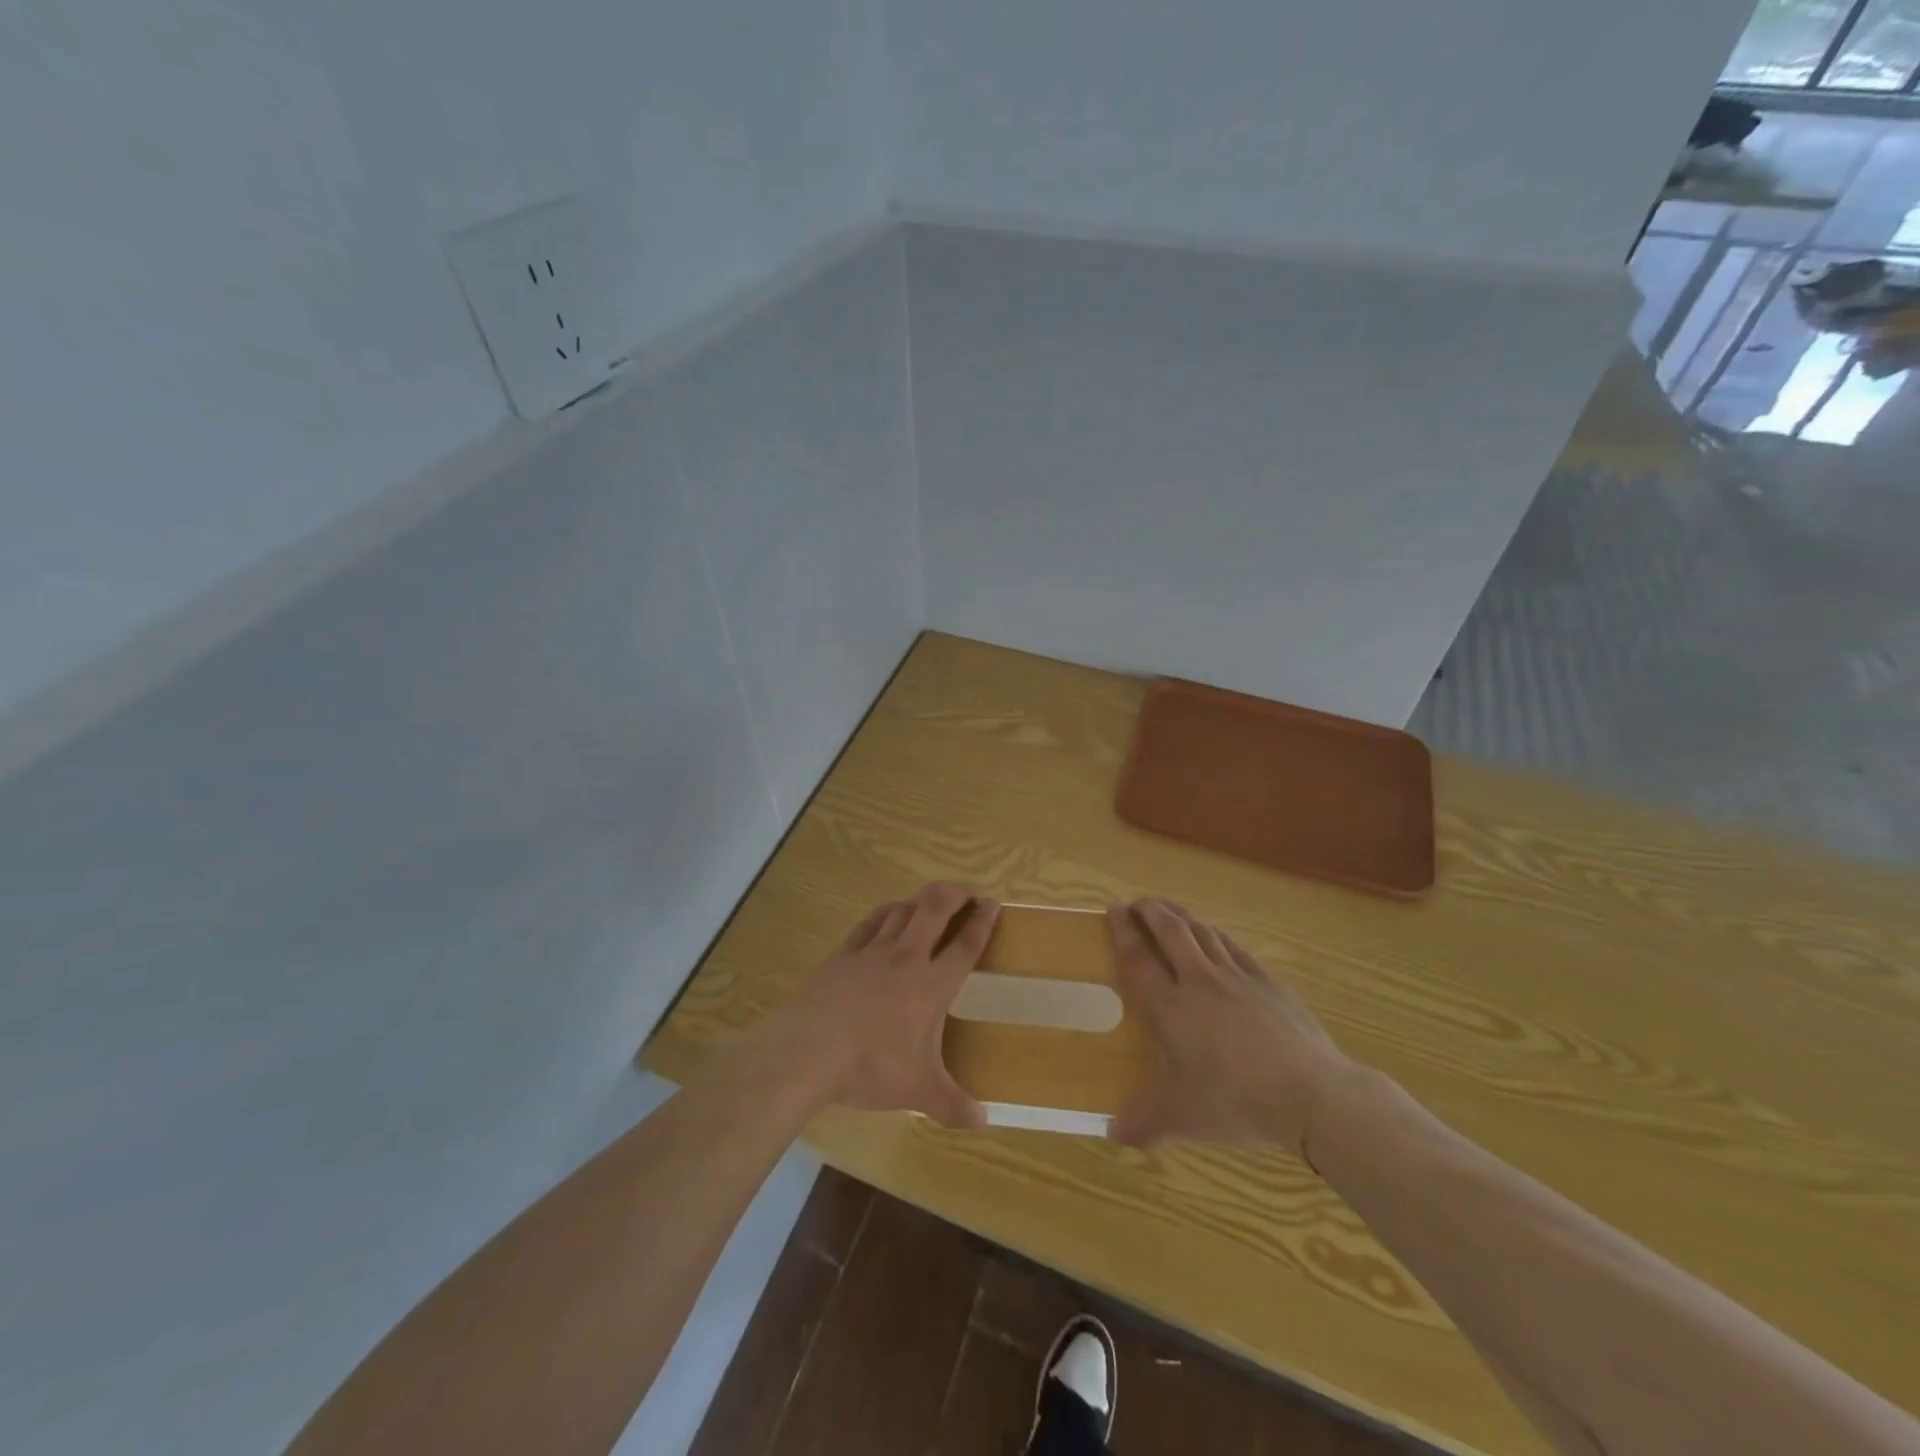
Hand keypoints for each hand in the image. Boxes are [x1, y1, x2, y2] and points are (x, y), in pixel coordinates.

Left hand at [769, 882, 998, 1129]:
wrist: (809, 1050)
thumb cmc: (870, 1067)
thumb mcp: (917, 1091)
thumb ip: (953, 1105)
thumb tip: (983, 1124)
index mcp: (932, 985)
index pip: (965, 945)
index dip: (983, 922)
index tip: (993, 904)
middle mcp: (907, 958)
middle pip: (936, 908)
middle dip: (956, 893)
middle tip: (968, 893)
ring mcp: (873, 951)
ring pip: (904, 908)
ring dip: (922, 900)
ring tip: (932, 903)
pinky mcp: (844, 953)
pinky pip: (871, 921)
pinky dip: (887, 912)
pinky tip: (890, 914)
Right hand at [1107, 899, 1354, 1159]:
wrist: (1311, 1094)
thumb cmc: (1236, 1101)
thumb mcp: (1182, 1119)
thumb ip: (1144, 1123)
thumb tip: (1111, 1135)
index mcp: (1172, 1008)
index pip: (1139, 959)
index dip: (1123, 932)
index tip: (1112, 910)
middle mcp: (1200, 981)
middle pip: (1171, 931)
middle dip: (1151, 911)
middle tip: (1138, 904)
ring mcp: (1238, 978)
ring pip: (1204, 933)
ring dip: (1182, 916)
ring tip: (1170, 911)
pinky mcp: (1268, 983)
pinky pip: (1235, 947)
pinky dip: (1217, 935)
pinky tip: (1216, 936)